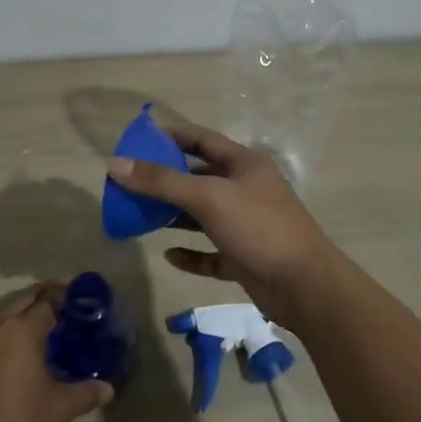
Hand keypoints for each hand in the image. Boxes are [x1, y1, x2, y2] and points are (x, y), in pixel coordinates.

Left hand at [0, 284, 112, 421]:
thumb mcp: (57, 410)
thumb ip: (84, 394)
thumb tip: (108, 389)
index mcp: (21, 331)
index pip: (46, 303)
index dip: (62, 299)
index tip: (76, 301)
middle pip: (20, 304)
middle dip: (40, 301)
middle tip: (60, 310)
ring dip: (17, 323)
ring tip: (37, 338)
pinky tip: (9, 364)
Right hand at [107, 122, 346, 328]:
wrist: (305, 286)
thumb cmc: (258, 227)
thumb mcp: (207, 197)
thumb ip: (161, 181)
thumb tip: (114, 164)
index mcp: (243, 164)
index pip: (201, 139)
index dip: (171, 136)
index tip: (138, 138)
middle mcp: (245, 190)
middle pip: (199, 177)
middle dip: (166, 179)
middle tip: (130, 183)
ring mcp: (247, 225)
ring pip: (203, 215)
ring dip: (175, 215)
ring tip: (141, 216)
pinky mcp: (245, 258)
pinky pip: (211, 252)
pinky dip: (191, 253)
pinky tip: (169, 255)